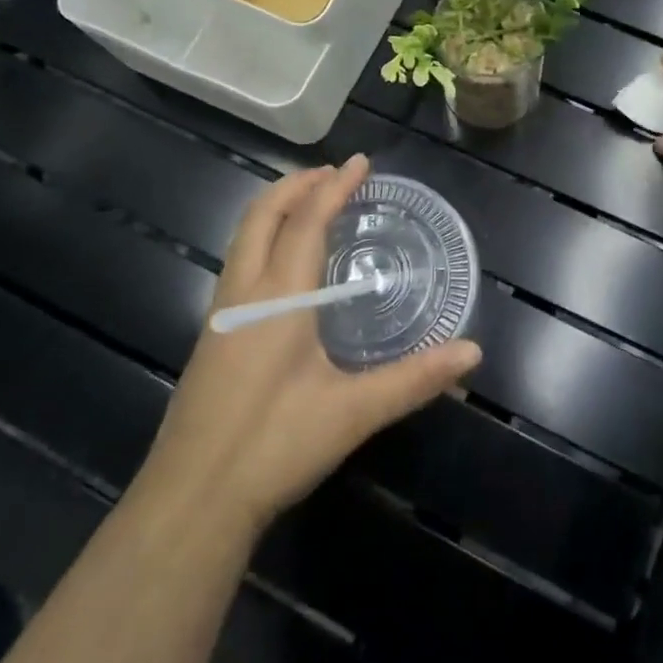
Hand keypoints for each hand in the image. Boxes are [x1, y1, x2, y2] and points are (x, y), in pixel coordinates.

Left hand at [133, 156, 482, 538]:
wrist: (190, 501)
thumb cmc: (272, 446)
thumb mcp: (352, 413)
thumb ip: (413, 380)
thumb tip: (472, 352)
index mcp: (278, 297)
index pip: (307, 221)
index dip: (335, 187)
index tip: (361, 161)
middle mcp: (243, 292)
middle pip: (262, 214)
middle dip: (297, 184)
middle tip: (335, 174)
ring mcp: (220, 314)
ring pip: (243, 236)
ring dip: (277, 209)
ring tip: (311, 205)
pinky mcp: (211, 337)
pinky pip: (238, 262)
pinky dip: (264, 238)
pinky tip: (285, 267)